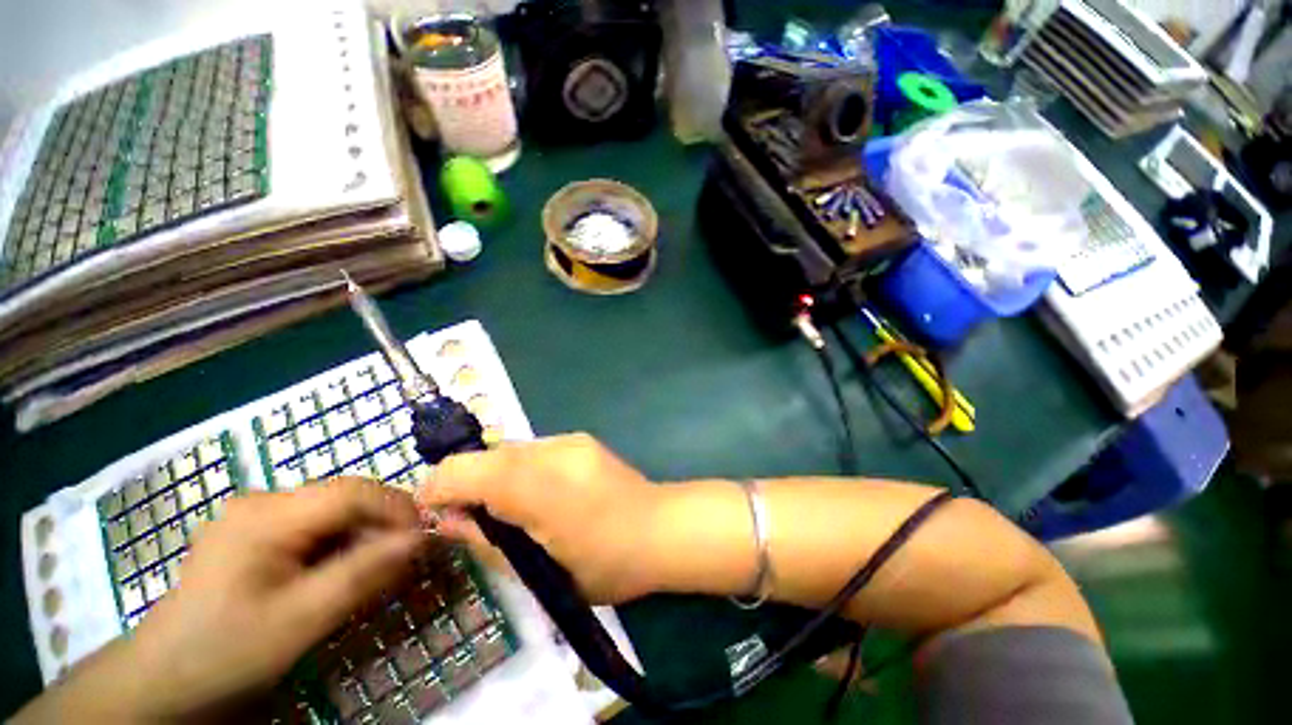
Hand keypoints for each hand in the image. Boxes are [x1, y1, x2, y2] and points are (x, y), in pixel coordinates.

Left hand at [121, 478, 425, 718]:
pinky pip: (315, 527)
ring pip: (334, 512)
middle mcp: (263, 501)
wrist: (164, 680)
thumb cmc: (228, 651)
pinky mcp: (255, 533)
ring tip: (374, 571)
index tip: (425, 538)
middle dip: (382, 524)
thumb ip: (363, 574)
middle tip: (404, 559)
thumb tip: (420, 539)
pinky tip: (339, 573)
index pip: (352, 492)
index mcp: (267, 515)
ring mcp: (256, 516)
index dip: (398, 508)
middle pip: (345, 498)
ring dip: (363, 536)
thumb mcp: (301, 619)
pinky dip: (340, 545)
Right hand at [419, 433, 670, 603]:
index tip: (432, 514)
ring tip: (513, 511)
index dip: (437, 488)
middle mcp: (551, 449)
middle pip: (488, 456)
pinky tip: (542, 495)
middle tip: (476, 521)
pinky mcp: (581, 440)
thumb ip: (487, 540)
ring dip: (499, 477)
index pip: (465, 469)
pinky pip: (536, 451)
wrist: (662, 527)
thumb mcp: (539, 569)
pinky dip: (523, 470)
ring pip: (512, 451)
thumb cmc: (605, 562)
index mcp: (537, 485)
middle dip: (470, 484)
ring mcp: (569, 440)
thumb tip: (447, 519)